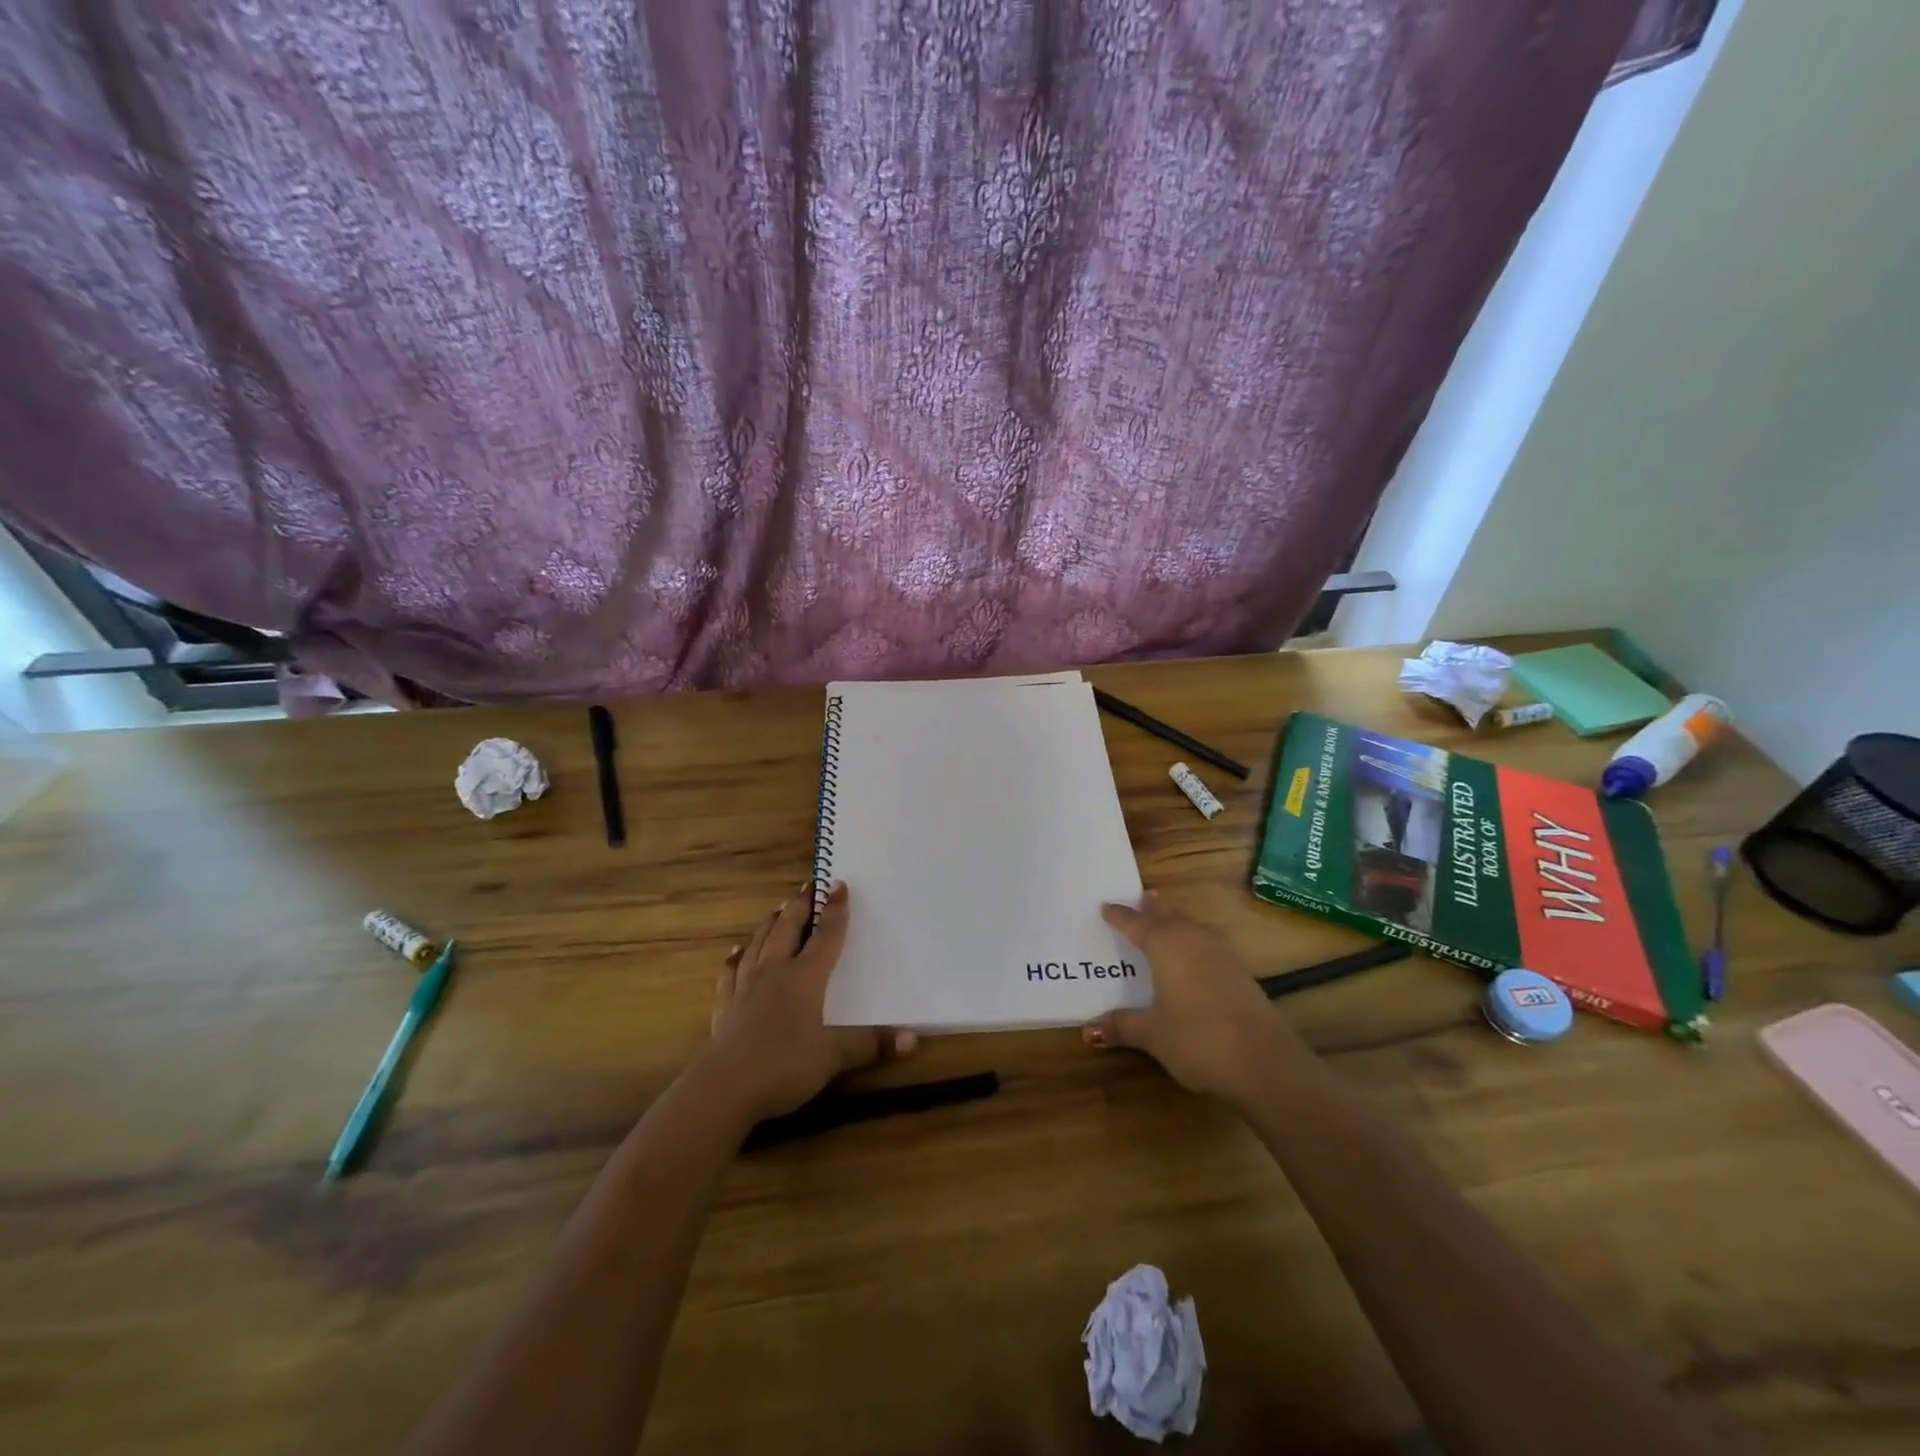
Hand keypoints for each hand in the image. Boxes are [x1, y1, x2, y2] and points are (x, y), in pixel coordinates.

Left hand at [706, 881, 916, 1121]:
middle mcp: (775, 973)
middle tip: (807, 886)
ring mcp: (746, 988)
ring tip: (776, 910)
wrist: (724, 1089)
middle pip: (788, 930)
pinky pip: (730, 974)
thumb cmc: (784, 1066)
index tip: (839, 885)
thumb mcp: (834, 1057)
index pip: (826, 936)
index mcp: (805, 977)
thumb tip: (912, 1037)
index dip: (835, 911)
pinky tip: (735, 953)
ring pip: (759, 945)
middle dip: (800, 907)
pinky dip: (734, 960)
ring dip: (769, 925)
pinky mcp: (725, 1008)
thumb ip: (871, 1044)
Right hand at [1083, 892, 1306, 1104]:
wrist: (1265, 1061)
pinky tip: (1194, 954)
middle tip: (1139, 898)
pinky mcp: (1240, 971)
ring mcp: (1221, 953)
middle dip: (1151, 910)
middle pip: (1168, 917)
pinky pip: (1207, 943)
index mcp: (1165, 945)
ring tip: (1165, 918)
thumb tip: (1088, 1029)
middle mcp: (1192, 939)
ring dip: (1176, 921)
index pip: (1136, 923)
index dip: (1119, 916)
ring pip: (1191, 927)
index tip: (1105, 906)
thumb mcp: (1153, 1034)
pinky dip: (1194, 940)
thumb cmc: (1198, 1039)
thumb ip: (1122, 1025)